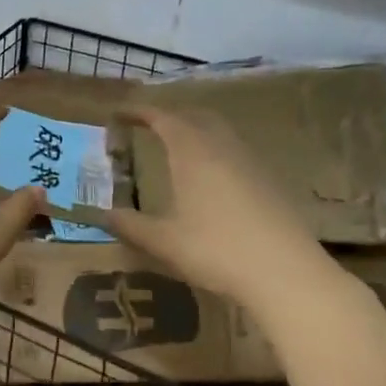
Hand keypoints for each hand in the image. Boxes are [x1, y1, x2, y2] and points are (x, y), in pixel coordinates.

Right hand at [93, 105, 329, 310]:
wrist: (286, 273)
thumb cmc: (216, 250)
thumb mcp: (163, 241)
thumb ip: (129, 225)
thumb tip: (99, 214)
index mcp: (192, 152)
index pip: (162, 117)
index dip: (138, 111)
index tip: (118, 113)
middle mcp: (222, 147)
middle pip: (195, 116)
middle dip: (169, 116)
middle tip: (147, 127)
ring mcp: (251, 162)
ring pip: (220, 132)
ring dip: (195, 131)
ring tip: (176, 149)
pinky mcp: (270, 181)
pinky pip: (236, 151)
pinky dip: (215, 151)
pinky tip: (210, 179)